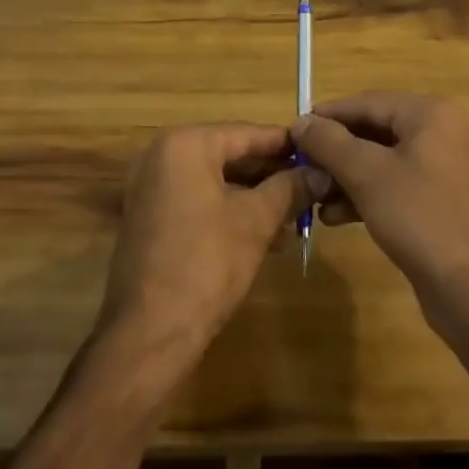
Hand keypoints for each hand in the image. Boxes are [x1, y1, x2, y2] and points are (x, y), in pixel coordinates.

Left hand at [98, 123, 313, 365]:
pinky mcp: (149, 218)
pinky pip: (197, 200)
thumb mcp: (256, 222)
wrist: (147, 335)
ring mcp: (151, 187)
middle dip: (270, 173)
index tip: (319, 151)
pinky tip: (263, 234)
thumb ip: (290, 189)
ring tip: (294, 214)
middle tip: (310, 185)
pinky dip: (228, 210)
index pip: (246, 133)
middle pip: (229, 154)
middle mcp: (162, 156)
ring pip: (215, 180)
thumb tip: (321, 173)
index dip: (286, 144)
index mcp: (185, 144)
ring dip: (253, 196)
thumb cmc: (205, 265)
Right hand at [291, 93, 468, 344]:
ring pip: (381, 161)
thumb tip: (301, 121)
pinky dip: (365, 196)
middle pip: (374, 131)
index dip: (328, 116)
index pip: (367, 102)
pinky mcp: (438, 203)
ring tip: (312, 196)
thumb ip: (330, 143)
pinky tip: (334, 217)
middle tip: (300, 167)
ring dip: (345, 177)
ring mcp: (441, 169)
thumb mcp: (367, 175)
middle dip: (336, 151)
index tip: (293, 131)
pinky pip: (394, 186)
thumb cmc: (421, 218)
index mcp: (429, 114)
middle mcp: (439, 133)